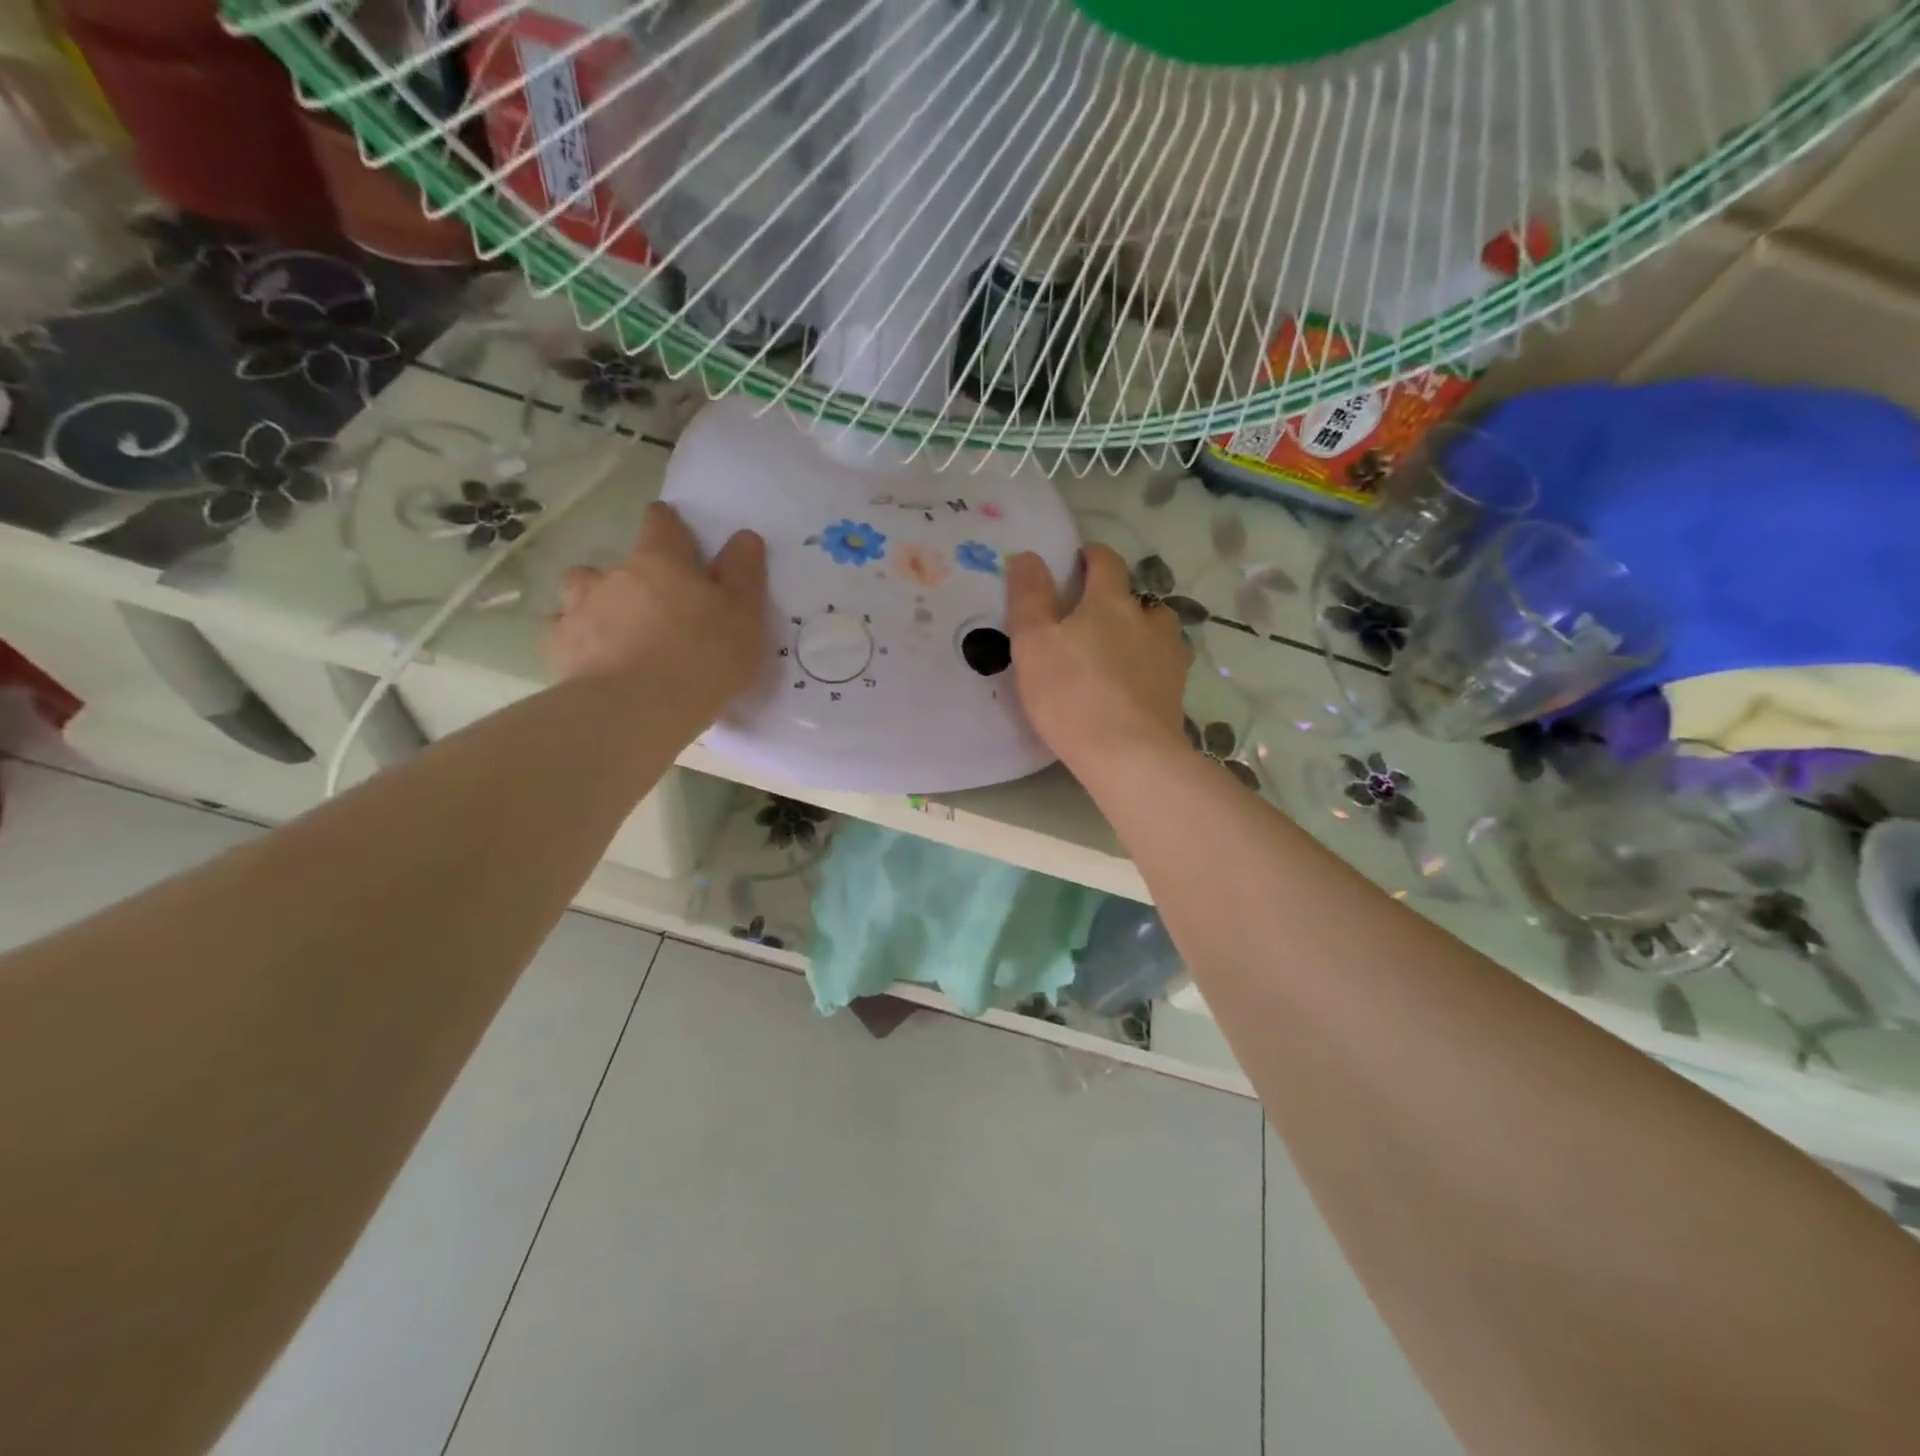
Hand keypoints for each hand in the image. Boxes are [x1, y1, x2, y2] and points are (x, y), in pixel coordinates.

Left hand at [544, 502, 767, 719]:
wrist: (636, 712)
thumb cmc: (702, 658)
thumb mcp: (744, 616)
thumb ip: (743, 573)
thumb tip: (743, 536)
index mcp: (660, 559)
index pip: (661, 522)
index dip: (671, 529)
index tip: (683, 547)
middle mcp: (613, 574)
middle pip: (621, 562)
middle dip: (638, 580)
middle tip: (662, 612)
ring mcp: (578, 608)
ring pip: (583, 592)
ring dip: (600, 604)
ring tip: (621, 635)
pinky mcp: (558, 646)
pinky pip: (565, 632)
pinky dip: (579, 640)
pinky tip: (595, 660)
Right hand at [1005, 544, 1191, 773]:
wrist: (1127, 753)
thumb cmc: (1070, 694)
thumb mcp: (1033, 642)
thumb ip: (1028, 596)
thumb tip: (1029, 556)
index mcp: (1110, 601)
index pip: (1106, 562)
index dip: (1092, 556)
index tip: (1080, 560)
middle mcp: (1147, 619)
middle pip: (1135, 597)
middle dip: (1114, 600)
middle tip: (1089, 621)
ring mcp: (1169, 654)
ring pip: (1156, 630)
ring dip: (1139, 632)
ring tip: (1119, 652)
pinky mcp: (1177, 689)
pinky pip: (1164, 665)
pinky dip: (1150, 665)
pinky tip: (1136, 684)